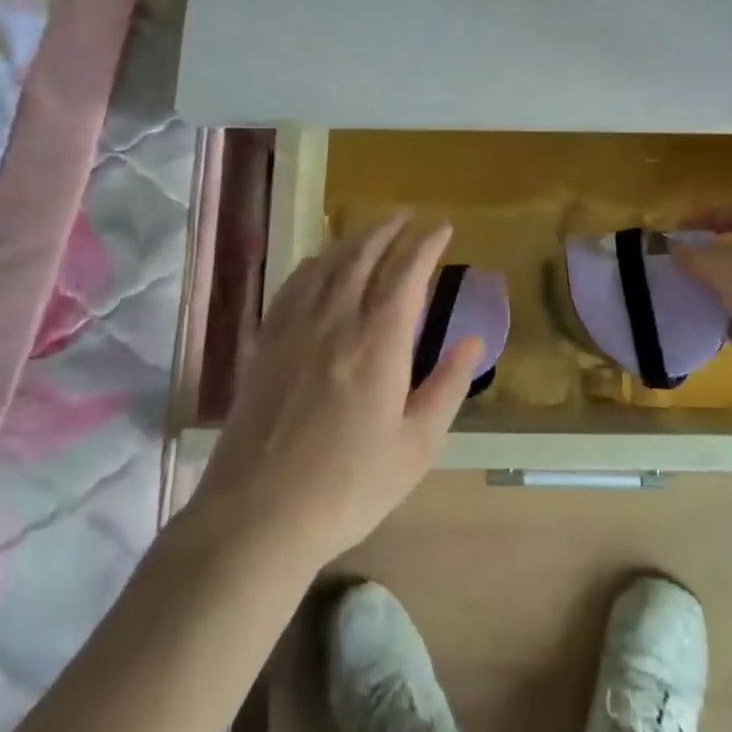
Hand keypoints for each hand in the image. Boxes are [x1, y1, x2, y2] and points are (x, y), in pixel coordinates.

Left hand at [193, 217, 480, 572]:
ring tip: (370, 230)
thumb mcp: (416, 446)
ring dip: (353, 239)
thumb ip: (448, 386)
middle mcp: (337, 319)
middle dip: (389, 230)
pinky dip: (313, 263)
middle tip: (407, 217)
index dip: (427, 244)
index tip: (442, 226)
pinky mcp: (266, 343)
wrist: (259, 513)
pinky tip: (318, 264)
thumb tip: (472, 339)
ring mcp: (296, 327)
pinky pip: (293, 285)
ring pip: (327, 264)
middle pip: (364, 255)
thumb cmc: (349, 486)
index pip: (408, 272)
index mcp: (380, 341)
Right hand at [672, 204, 731, 404]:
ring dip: (718, 288)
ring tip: (687, 295)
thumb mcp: (725, 268)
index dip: (708, 216)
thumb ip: (695, 254)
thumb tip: (673, 246)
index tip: (679, 231)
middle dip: (711, 255)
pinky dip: (729, 319)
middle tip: (680, 264)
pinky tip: (706, 326)